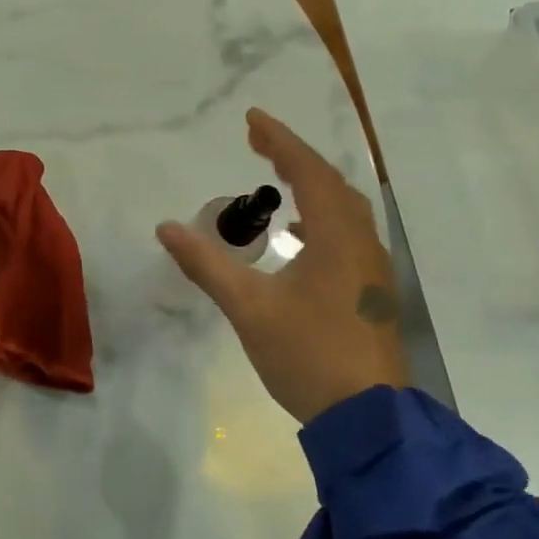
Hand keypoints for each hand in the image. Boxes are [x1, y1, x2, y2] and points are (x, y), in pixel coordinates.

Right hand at [158, 108, 405, 422]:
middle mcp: (361, 243)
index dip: (280, 140)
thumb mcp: (248, 308)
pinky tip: (297, 234)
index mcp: (337, 237)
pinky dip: (320, 216)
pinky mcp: (371, 292)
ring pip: (343, 209)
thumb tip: (166, 228)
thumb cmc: (308, 355)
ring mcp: (372, 269)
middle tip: (257, 142)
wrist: (369, 420)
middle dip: (293, 156)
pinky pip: (346, 233)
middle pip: (330, 183)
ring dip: (310, 185)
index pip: (308, 171)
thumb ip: (206, 265)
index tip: (252, 118)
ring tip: (276, 179)